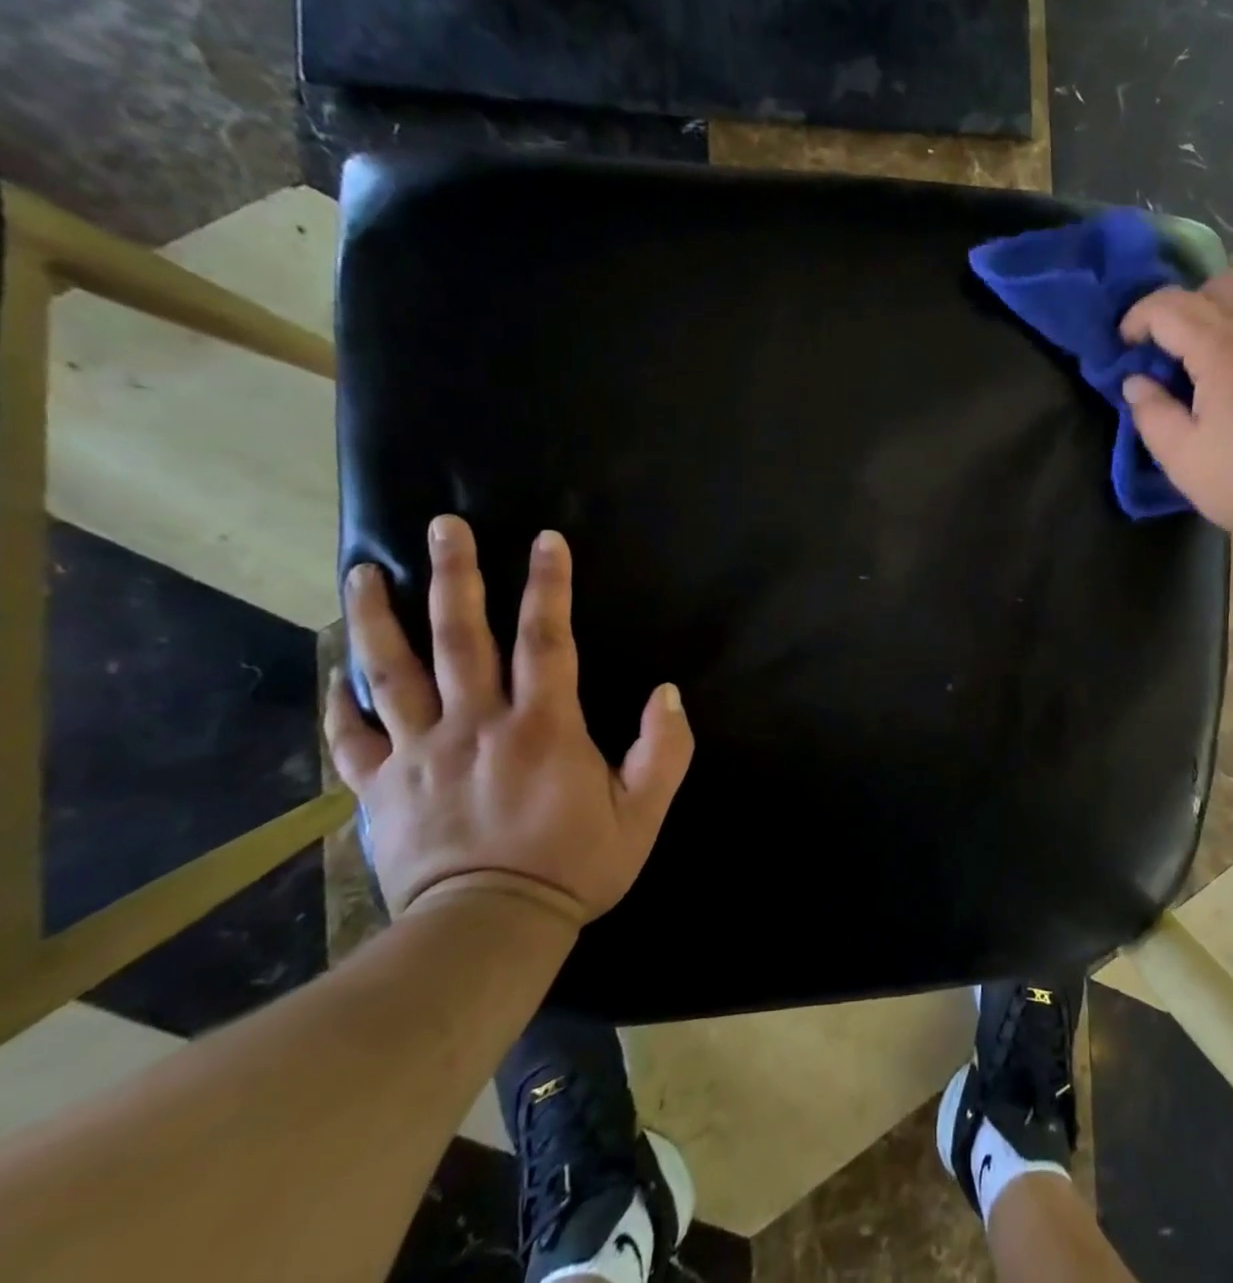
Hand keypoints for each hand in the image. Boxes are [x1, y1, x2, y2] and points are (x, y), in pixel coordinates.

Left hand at [324, 515, 693, 926]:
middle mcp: (477, 725)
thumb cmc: (574, 866)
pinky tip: (335, 673)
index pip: (548, 639)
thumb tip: (668, 694)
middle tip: (442, 527)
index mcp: (543, 728)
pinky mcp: (380, 790)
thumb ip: (665, 750)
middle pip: (461, 638)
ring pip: (392, 674)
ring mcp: (420, 755)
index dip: (549, 586)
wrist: (486, 933)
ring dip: (378, 619)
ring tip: (363, 573)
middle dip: (454, 576)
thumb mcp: (643, 813)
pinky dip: (340, 702)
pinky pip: (351, 739)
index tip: (545, 539)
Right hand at [1120, 271, 1232, 549]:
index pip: (1170, 307)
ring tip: (1198, 362)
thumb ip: (1152, 413)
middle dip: (1183, 305)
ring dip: (1217, 316)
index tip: (1123, 346)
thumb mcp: (1182, 457)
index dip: (1138, 317)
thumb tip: (1136, 382)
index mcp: (1222, 349)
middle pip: (1220, 285)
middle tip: (1165, 346)